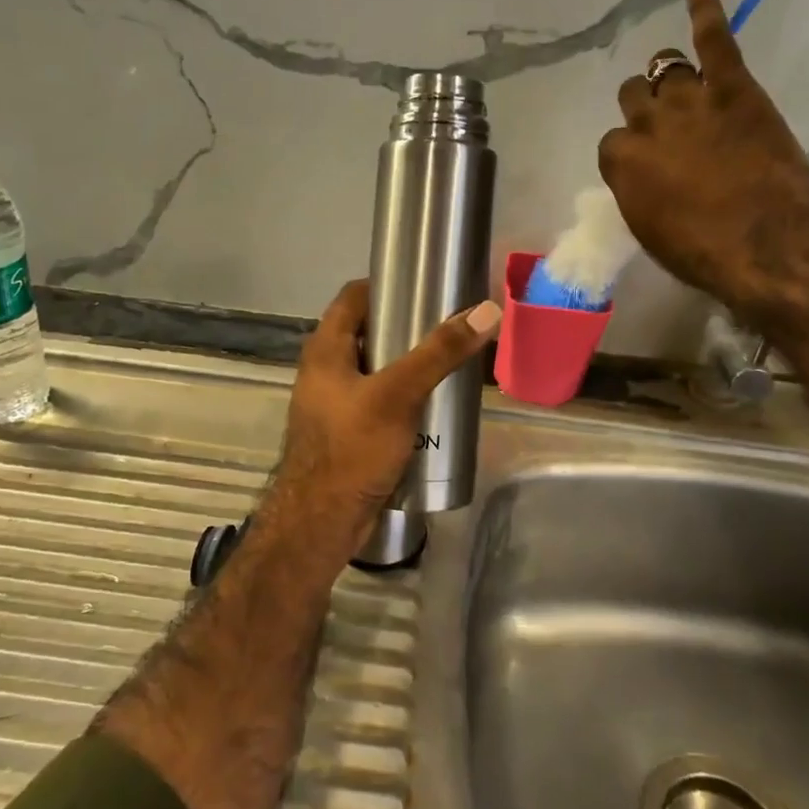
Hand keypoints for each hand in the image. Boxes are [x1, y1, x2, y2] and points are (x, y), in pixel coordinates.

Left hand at [268, 279, 501, 560]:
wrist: (322, 522)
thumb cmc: (352, 449)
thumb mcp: (398, 394)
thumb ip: (440, 353)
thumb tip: (487, 311)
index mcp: (325, 350)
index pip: (354, 297)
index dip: (387, 285)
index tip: (427, 286)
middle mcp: (325, 370)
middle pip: (368, 333)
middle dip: (407, 329)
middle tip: (449, 327)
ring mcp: (335, 404)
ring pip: (376, 370)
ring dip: (408, 366)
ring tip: (449, 363)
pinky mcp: (347, 433)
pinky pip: (378, 402)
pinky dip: (403, 397)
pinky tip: (433, 406)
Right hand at [599, 0, 808, 315]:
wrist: (765, 241)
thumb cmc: (702, 252)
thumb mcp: (651, 231)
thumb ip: (639, 193)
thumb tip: (643, 178)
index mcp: (621, 163)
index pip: (612, 141)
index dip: (630, 150)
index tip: (647, 162)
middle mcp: (647, 123)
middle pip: (633, 96)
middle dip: (644, 107)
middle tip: (666, 124)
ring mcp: (690, 99)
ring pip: (665, 67)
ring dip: (668, 75)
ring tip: (682, 81)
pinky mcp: (733, 86)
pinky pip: (715, 40)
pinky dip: (706, 13)